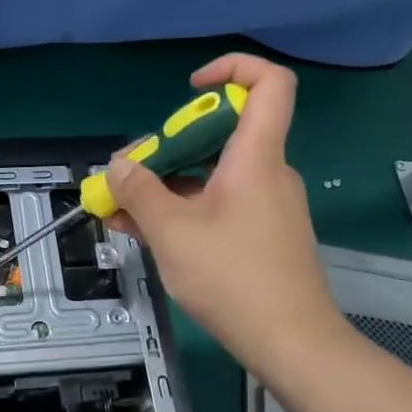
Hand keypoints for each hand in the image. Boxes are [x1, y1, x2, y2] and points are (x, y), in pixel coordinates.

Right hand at [103, 53, 349, 381]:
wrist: (292, 343)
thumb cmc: (233, 279)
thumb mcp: (171, 233)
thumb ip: (139, 192)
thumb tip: (119, 165)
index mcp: (256, 158)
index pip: (268, 83)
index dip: (231, 68)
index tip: (189, 88)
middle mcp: (267, 173)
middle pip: (223, 134)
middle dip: (169, 145)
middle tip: (130, 172)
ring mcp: (268, 205)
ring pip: (214, 175)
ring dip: (168, 185)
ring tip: (121, 210)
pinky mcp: (264, 234)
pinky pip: (220, 204)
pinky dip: (184, 209)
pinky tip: (145, 232)